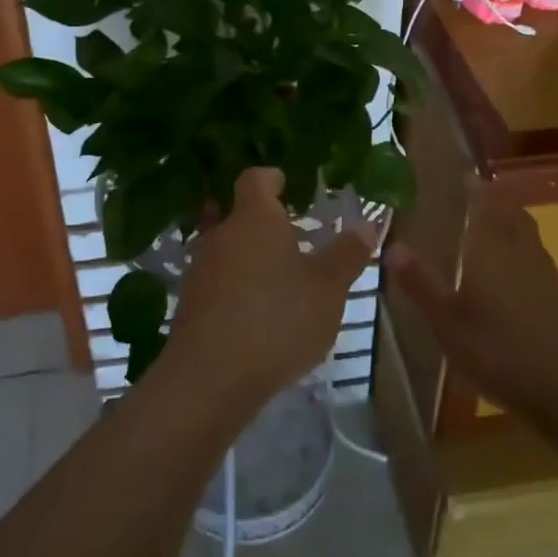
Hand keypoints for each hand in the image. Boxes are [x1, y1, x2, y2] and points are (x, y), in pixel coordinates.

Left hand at [167, 169, 374, 414]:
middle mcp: (222, 234)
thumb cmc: (277, 319)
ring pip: (228, 249)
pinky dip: (237, 287)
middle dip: (263, 222)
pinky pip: (218, 282)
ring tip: (280, 277)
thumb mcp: (328, 288)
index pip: (256, 178)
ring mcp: (201, 269)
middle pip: (238, 214)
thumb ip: (348, 253)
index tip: (287, 183)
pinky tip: (258, 313)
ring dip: (250, 256)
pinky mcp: (191, 305)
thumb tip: (366, 223)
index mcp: (254, 217)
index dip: (272, 177)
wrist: (210, 379)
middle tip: (294, 235)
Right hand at [385, 194, 557, 422]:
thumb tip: (392, 245)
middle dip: (492, 198)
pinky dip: (519, 247)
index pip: (484, 202)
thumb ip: (421, 284)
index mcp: (492, 246)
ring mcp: (545, 273)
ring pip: (525, 232)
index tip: (460, 172)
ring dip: (508, 219)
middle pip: (509, 212)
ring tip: (488, 220)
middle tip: (471, 191)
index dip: (473, 186)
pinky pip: (534, 255)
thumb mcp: (449, 323)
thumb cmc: (503, 352)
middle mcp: (520, 249)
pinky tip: (510, 269)